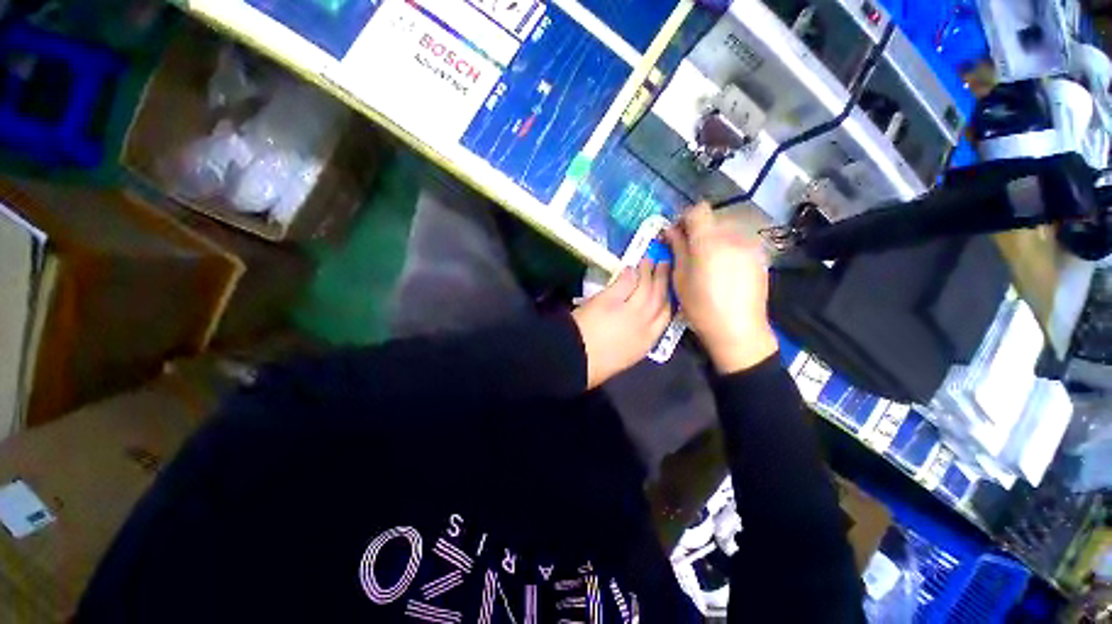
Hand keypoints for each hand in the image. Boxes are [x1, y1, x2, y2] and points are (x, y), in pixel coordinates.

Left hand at [572, 259, 672, 389]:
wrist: (576, 359)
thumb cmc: (596, 366)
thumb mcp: (623, 357)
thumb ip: (632, 341)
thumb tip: (632, 330)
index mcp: (646, 342)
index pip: (666, 316)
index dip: (669, 299)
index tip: (669, 288)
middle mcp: (644, 323)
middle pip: (660, 297)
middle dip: (664, 280)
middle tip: (666, 264)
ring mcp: (629, 310)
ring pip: (646, 287)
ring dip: (649, 272)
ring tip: (650, 260)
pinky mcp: (611, 299)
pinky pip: (625, 283)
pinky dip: (629, 274)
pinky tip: (630, 268)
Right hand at [663, 202, 777, 373]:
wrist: (738, 329)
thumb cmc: (701, 307)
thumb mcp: (680, 278)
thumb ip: (677, 249)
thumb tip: (670, 231)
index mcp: (709, 241)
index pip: (698, 210)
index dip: (684, 218)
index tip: (676, 234)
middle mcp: (733, 236)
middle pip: (713, 219)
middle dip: (697, 230)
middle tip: (687, 250)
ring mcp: (750, 245)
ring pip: (726, 229)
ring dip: (713, 238)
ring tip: (706, 261)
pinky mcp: (760, 255)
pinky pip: (739, 241)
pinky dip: (727, 247)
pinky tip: (723, 269)